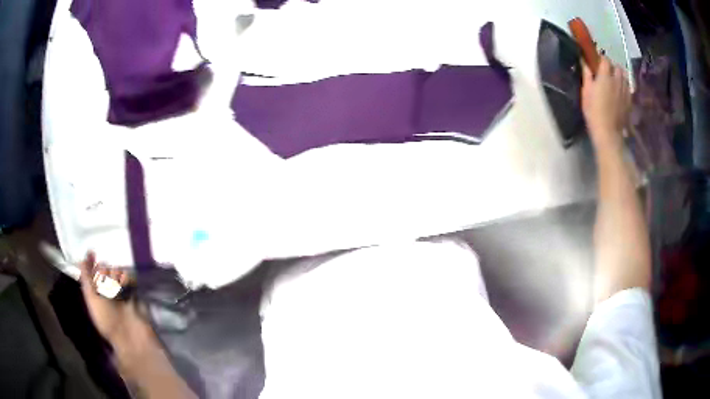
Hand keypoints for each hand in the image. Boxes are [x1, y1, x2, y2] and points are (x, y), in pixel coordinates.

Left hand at [79, 252, 148, 345]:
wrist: (129, 334)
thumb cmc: (106, 318)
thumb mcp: (91, 298)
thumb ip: (86, 277)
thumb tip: (82, 256)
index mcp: (96, 292)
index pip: (92, 271)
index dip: (91, 262)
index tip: (91, 253)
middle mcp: (108, 290)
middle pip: (104, 268)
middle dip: (104, 271)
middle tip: (105, 280)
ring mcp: (121, 290)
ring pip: (116, 270)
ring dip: (115, 275)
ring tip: (116, 286)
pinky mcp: (134, 290)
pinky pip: (129, 276)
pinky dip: (126, 279)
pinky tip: (124, 285)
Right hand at [581, 56, 630, 150]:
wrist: (609, 134)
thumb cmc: (594, 113)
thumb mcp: (586, 93)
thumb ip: (587, 76)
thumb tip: (584, 62)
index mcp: (605, 76)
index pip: (605, 59)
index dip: (600, 59)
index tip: (596, 63)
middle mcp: (617, 80)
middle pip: (617, 66)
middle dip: (612, 67)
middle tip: (606, 73)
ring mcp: (625, 91)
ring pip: (624, 76)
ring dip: (619, 76)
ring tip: (614, 81)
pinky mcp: (630, 101)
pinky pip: (628, 87)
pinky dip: (624, 86)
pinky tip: (620, 92)